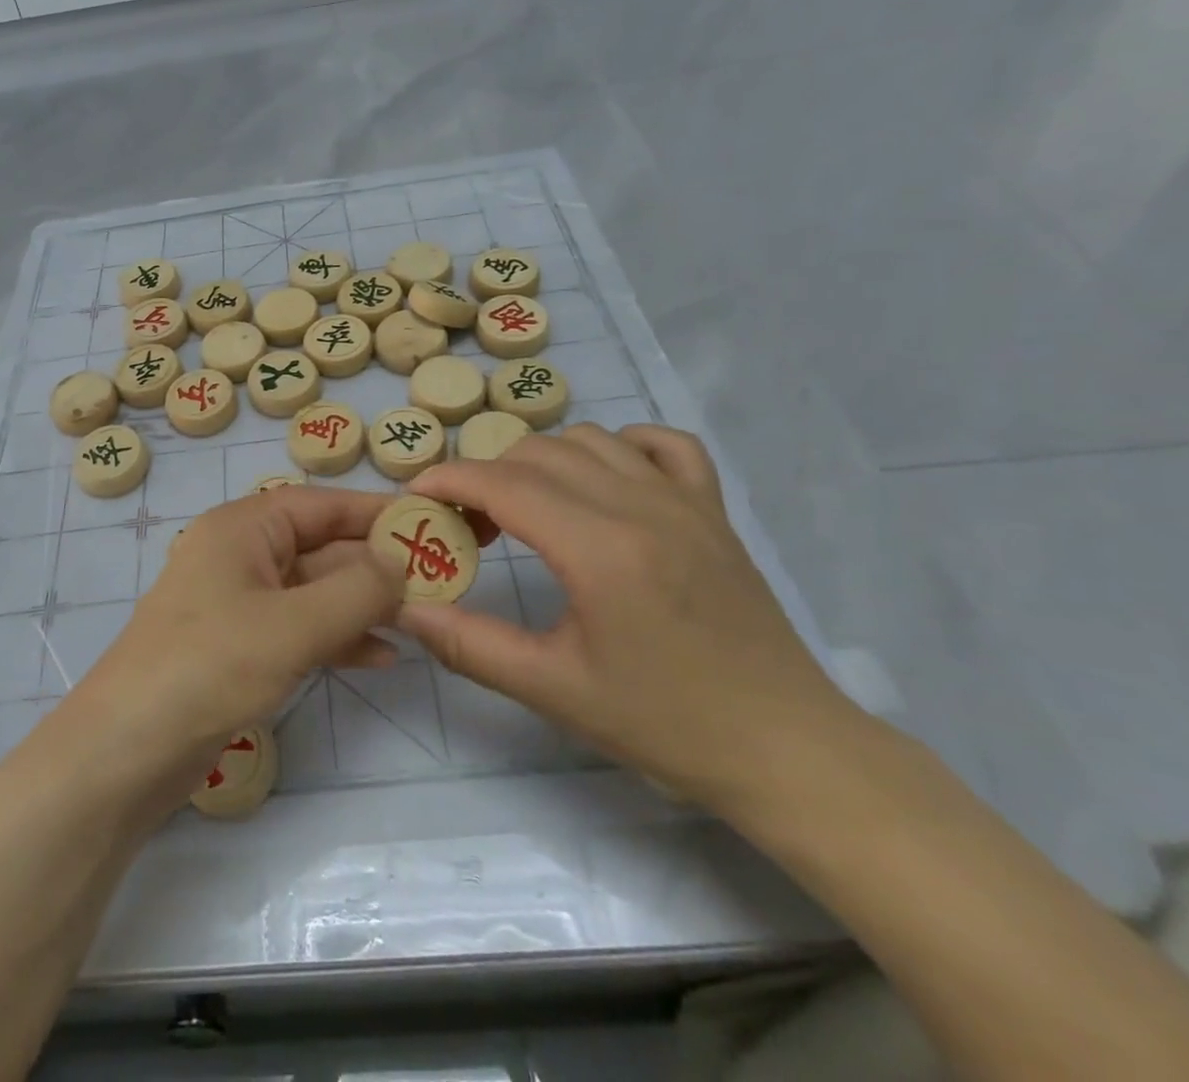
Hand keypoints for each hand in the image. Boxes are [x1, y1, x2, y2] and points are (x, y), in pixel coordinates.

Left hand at [75, 487, 404, 799]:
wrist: (126, 750)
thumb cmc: (209, 666)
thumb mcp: (292, 625)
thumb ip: (356, 591)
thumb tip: (400, 564)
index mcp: (243, 528)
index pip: (320, 504)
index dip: (374, 513)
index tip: (429, 524)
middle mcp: (240, 555)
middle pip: (320, 547)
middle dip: (374, 567)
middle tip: (438, 584)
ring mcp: (238, 603)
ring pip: (313, 591)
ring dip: (361, 605)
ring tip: (418, 622)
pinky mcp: (239, 647)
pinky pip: (299, 629)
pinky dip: (337, 638)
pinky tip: (380, 657)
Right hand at [398, 425, 862, 820]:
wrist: (785, 749)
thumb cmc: (664, 723)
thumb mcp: (552, 689)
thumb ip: (468, 644)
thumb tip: (403, 609)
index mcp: (600, 548)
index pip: (504, 483)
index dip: (449, 479)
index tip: (415, 495)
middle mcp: (641, 505)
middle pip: (537, 452)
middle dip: (486, 475)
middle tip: (468, 523)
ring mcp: (684, 501)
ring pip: (589, 439)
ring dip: (542, 460)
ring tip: (527, 507)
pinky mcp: (713, 509)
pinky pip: (661, 444)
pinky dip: (620, 446)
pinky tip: (603, 482)